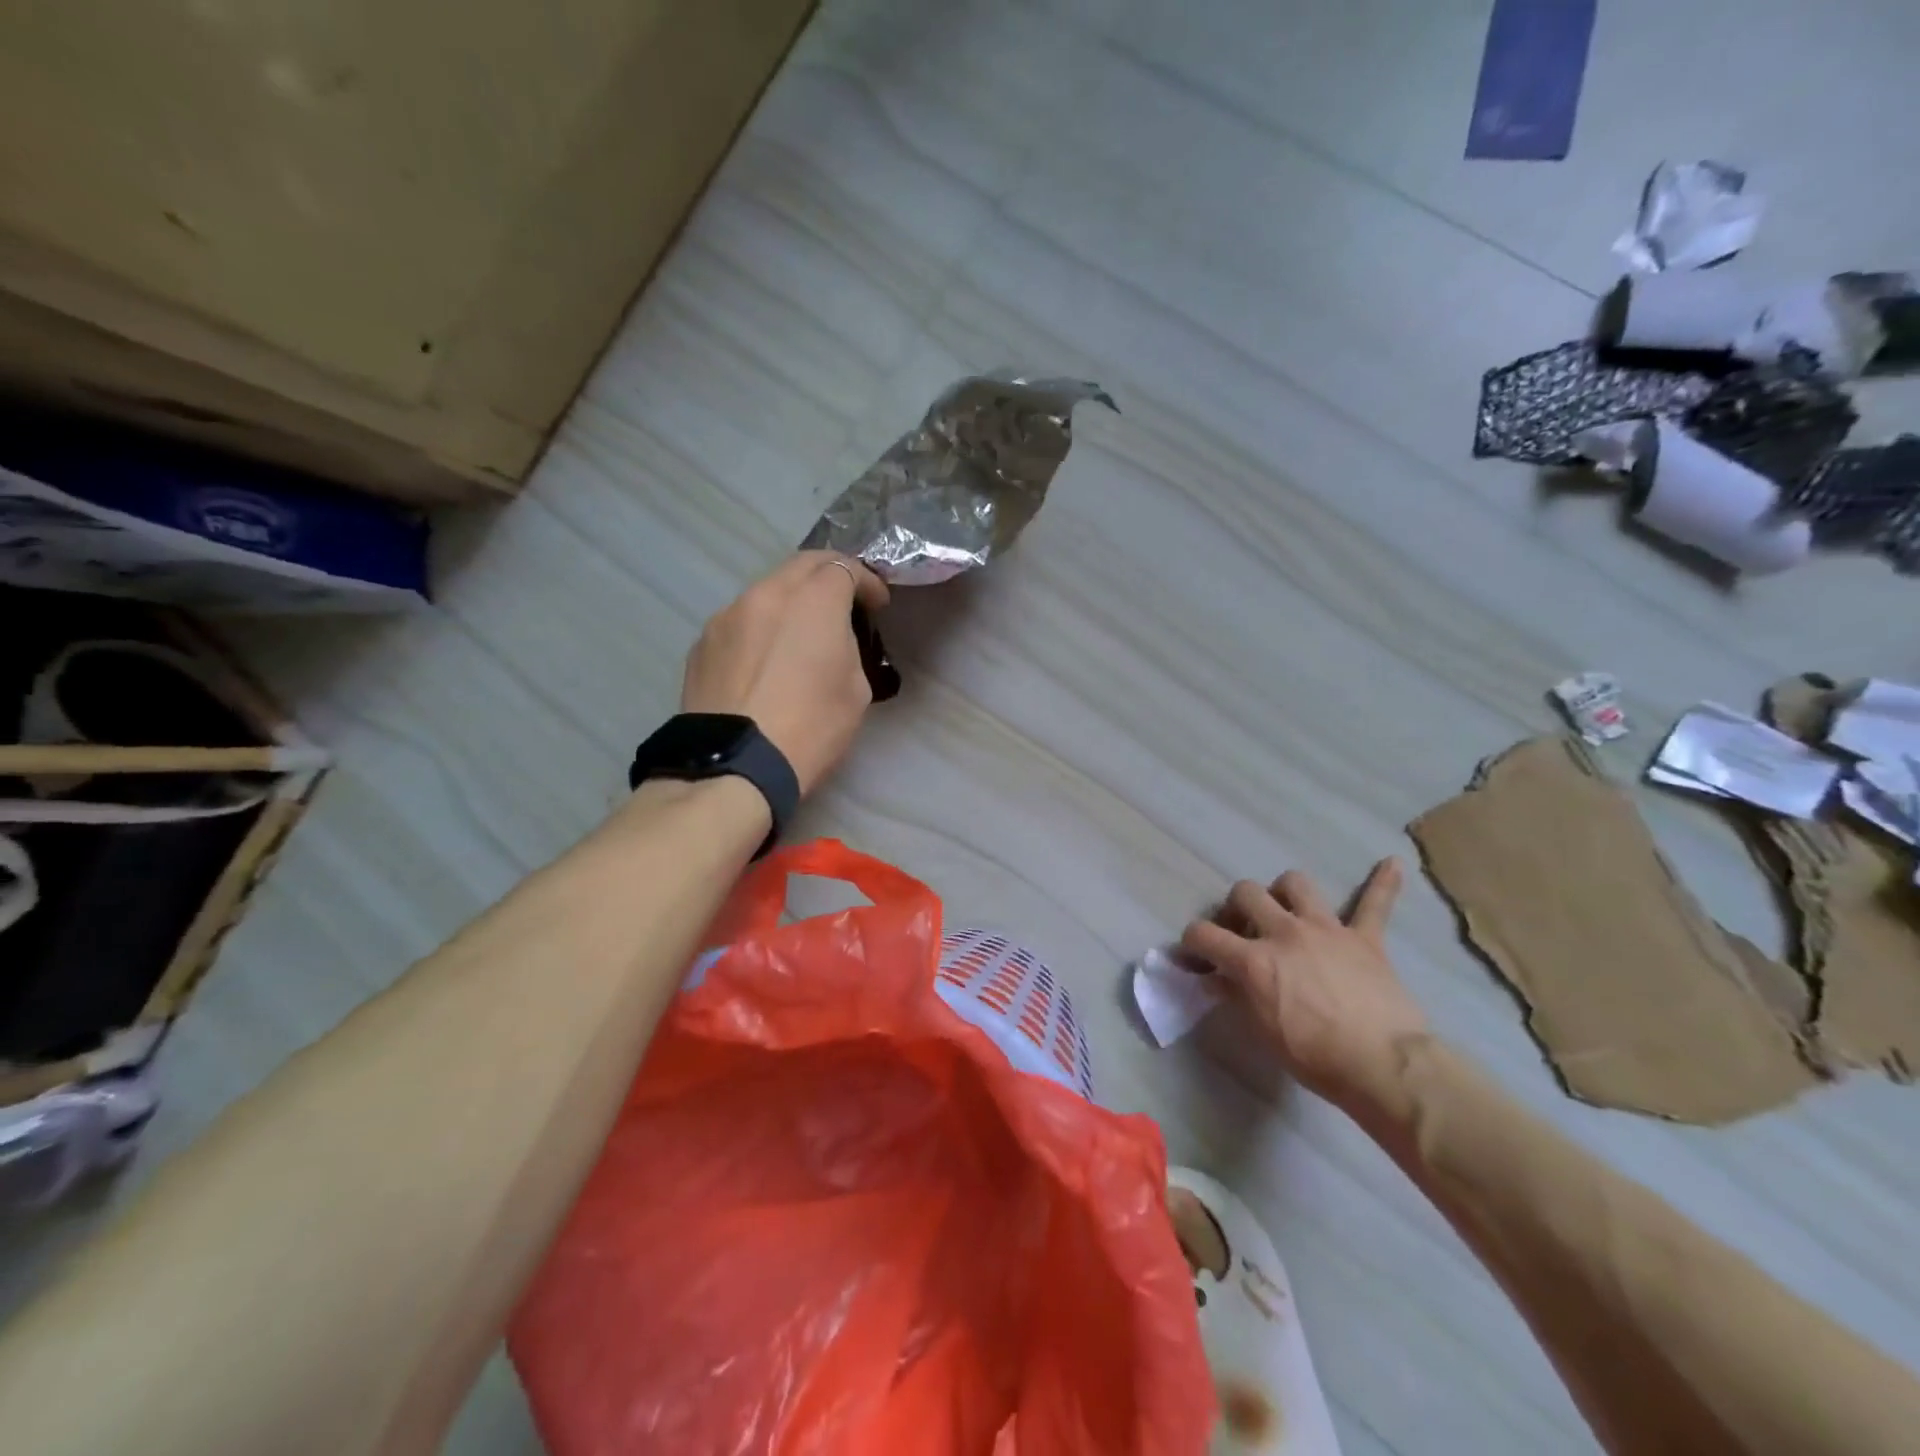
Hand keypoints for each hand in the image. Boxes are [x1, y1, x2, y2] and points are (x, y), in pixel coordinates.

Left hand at [681, 552, 890, 792]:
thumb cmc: (810, 728)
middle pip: (802, 566)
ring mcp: (727, 616)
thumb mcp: (855, 689)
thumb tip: (831, 640)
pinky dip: (761, 628)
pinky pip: (741, 622)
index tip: (877, 604)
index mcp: (811, 602)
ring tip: (801, 633)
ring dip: (791, 601)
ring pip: (767, 591)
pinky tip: (766, 660)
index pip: (844, 568)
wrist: (735, 766)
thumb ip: (847, 647)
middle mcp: (765, 595)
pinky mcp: (702, 643)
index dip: (867, 582)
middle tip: (844, 601)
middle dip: (829, 576)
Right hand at [1181, 859, 1425, 1105]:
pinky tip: (1393, 863)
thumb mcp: (1262, 1032)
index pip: (1204, 934)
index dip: (1192, 942)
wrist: (1383, 1066)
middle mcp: (1284, 932)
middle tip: (1242, 930)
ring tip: (1286, 908)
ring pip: (1296, 884)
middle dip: (1236, 908)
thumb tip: (1216, 981)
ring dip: (1285, 892)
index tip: (1193, 954)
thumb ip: (1237, 997)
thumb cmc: (1315, 1057)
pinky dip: (1383, 883)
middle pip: (1246, 893)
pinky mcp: (1365, 939)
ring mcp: (1326, 930)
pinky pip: (1375, 903)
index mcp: (1253, 959)